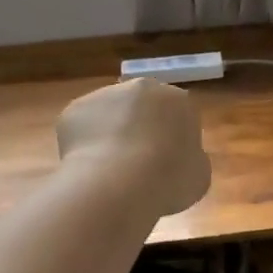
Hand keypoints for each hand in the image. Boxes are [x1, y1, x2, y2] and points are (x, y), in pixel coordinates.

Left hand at [56, 78, 211, 218]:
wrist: (117, 184)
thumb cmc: (168, 179)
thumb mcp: (199, 174)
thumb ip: (189, 158)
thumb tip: (177, 158)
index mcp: (177, 100)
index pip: (177, 114)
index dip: (171, 140)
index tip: (166, 164)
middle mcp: (140, 88)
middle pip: (141, 108)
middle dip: (139, 129)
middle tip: (137, 165)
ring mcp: (104, 95)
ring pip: (109, 115)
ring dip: (110, 135)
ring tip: (108, 171)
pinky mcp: (74, 109)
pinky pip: (82, 128)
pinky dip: (84, 145)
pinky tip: (88, 169)